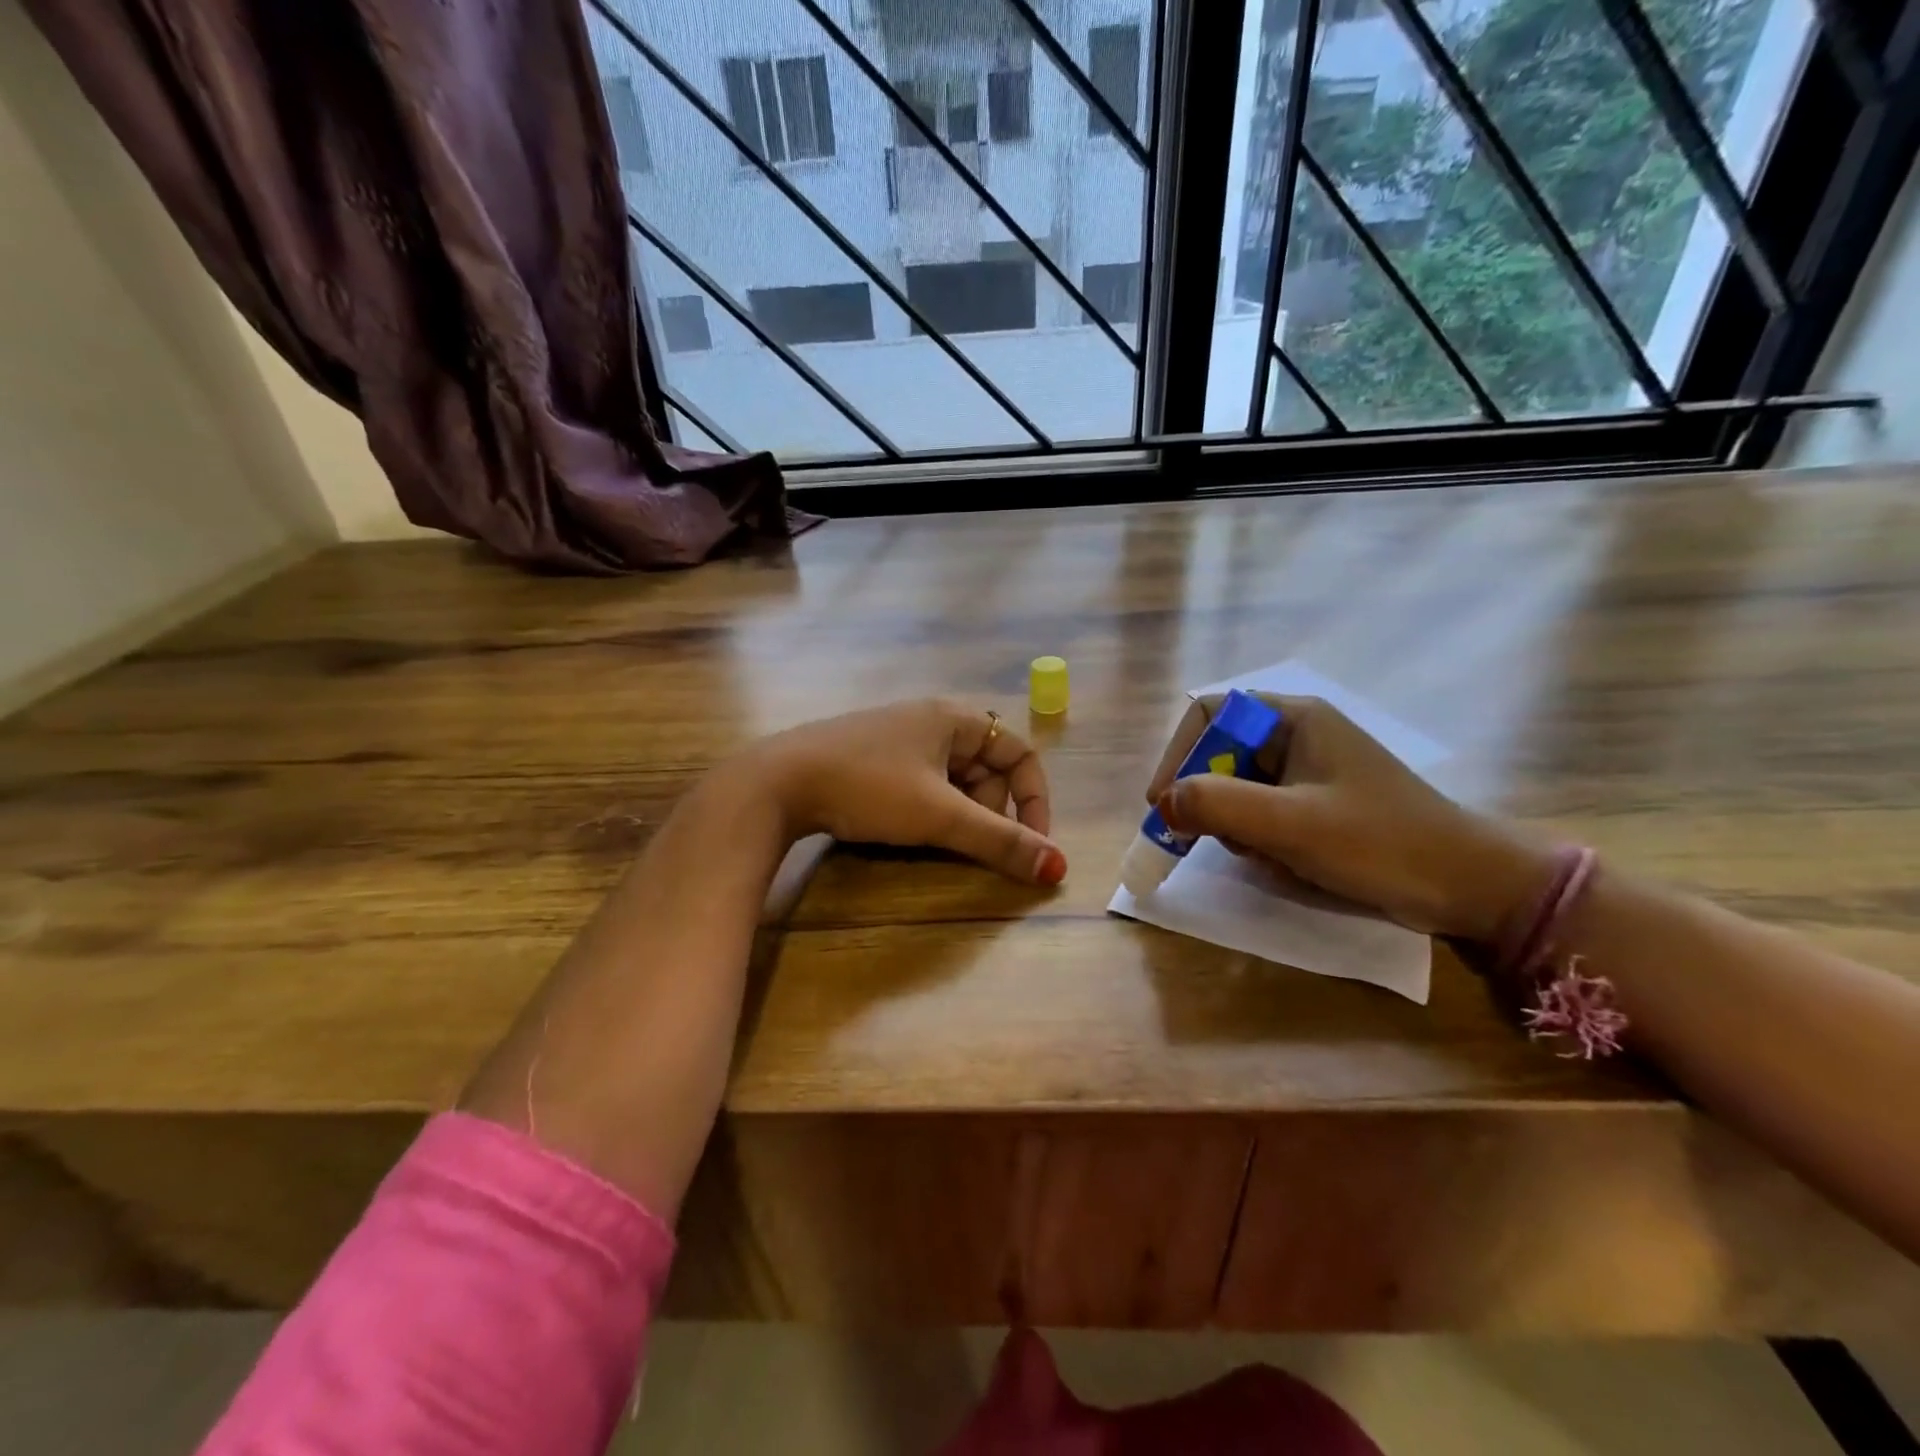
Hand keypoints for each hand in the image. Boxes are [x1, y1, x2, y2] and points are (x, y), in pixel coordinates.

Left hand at [737, 699, 1066, 886]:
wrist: (776, 782)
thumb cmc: (868, 787)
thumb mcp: (939, 815)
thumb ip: (1000, 841)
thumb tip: (1059, 867)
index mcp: (955, 717)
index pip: (1020, 752)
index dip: (1034, 799)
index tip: (1030, 844)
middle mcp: (931, 719)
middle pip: (988, 767)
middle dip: (989, 809)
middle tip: (966, 840)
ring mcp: (898, 737)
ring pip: (953, 779)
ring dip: (958, 812)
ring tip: (933, 836)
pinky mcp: (873, 756)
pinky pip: (922, 782)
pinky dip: (928, 808)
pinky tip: (905, 827)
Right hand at [1146, 695, 1549, 940]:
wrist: (1468, 887)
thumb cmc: (1381, 843)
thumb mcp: (1292, 824)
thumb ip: (1219, 805)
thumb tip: (1162, 803)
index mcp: (1293, 718)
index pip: (1209, 714)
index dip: (1178, 754)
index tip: (1163, 802)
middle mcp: (1296, 736)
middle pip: (1218, 754)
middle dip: (1208, 799)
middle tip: (1200, 839)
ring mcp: (1307, 773)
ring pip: (1236, 789)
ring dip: (1234, 825)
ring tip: (1263, 854)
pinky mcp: (1315, 806)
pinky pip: (1261, 814)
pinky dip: (1258, 839)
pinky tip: (1284, 862)